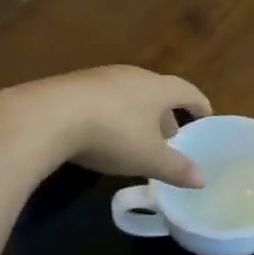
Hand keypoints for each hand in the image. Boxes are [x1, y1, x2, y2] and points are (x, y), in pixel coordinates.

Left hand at [0, 66, 211, 187]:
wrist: (46, 116)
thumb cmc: (112, 134)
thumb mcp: (148, 158)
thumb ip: (176, 168)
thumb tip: (202, 179)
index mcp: (157, 88)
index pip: (187, 91)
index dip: (200, 105)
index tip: (206, 117)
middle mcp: (132, 75)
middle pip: (157, 92)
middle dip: (166, 114)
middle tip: (171, 138)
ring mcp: (100, 77)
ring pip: (129, 95)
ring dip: (138, 115)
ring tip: (138, 139)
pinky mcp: (72, 85)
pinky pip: (103, 99)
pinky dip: (113, 114)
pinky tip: (103, 135)